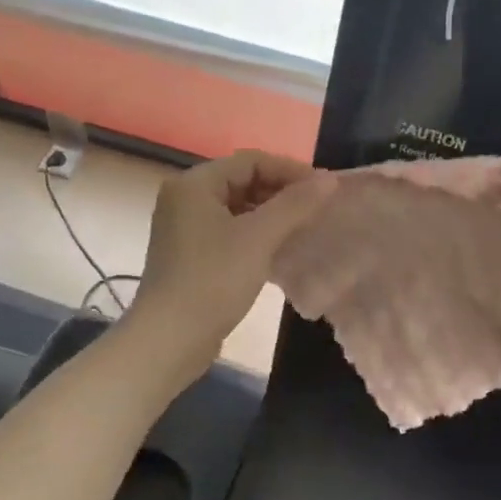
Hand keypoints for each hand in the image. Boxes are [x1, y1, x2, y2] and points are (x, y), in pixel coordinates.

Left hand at [124, 149, 334, 382]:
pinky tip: (280, 251)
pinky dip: (256, 235)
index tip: (324, 189)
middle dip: (281, 192)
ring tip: (305, 229)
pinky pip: (230, 233)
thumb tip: (329, 180)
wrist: (171, 337)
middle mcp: (185, 199)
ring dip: (271, 215)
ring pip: (237, 209)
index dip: (290, 170)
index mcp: (194, 184)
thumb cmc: (213, 280)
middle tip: (318, 210)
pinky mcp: (191, 256)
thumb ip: (295, 205)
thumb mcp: (259, 238)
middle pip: (242, 182)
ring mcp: (185, 229)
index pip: (250, 161)